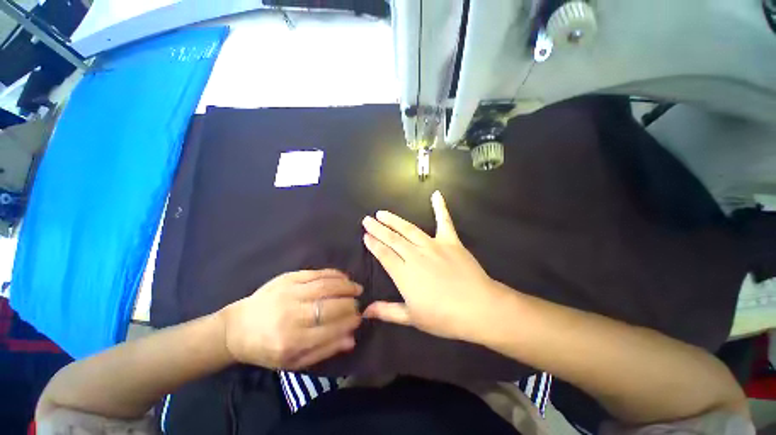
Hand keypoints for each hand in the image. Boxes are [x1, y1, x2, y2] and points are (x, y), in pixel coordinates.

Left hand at [221, 269, 361, 369]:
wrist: (238, 328)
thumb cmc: (266, 349)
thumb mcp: (293, 360)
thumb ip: (324, 350)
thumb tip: (351, 338)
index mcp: (291, 341)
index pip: (330, 329)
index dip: (349, 322)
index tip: (359, 318)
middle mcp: (291, 316)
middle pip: (329, 306)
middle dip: (350, 303)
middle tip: (359, 302)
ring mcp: (289, 293)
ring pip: (325, 286)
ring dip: (345, 286)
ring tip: (356, 288)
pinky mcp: (287, 278)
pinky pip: (316, 273)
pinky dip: (333, 274)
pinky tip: (343, 277)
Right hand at [361, 191, 506, 340]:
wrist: (478, 308)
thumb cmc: (443, 317)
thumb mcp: (412, 318)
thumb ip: (387, 311)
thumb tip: (365, 311)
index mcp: (404, 273)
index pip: (383, 254)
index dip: (373, 244)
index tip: (365, 235)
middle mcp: (415, 255)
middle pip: (392, 239)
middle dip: (378, 228)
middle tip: (367, 219)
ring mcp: (433, 245)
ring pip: (409, 229)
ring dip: (394, 220)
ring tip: (383, 213)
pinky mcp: (450, 241)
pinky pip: (444, 221)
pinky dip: (440, 207)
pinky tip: (436, 194)